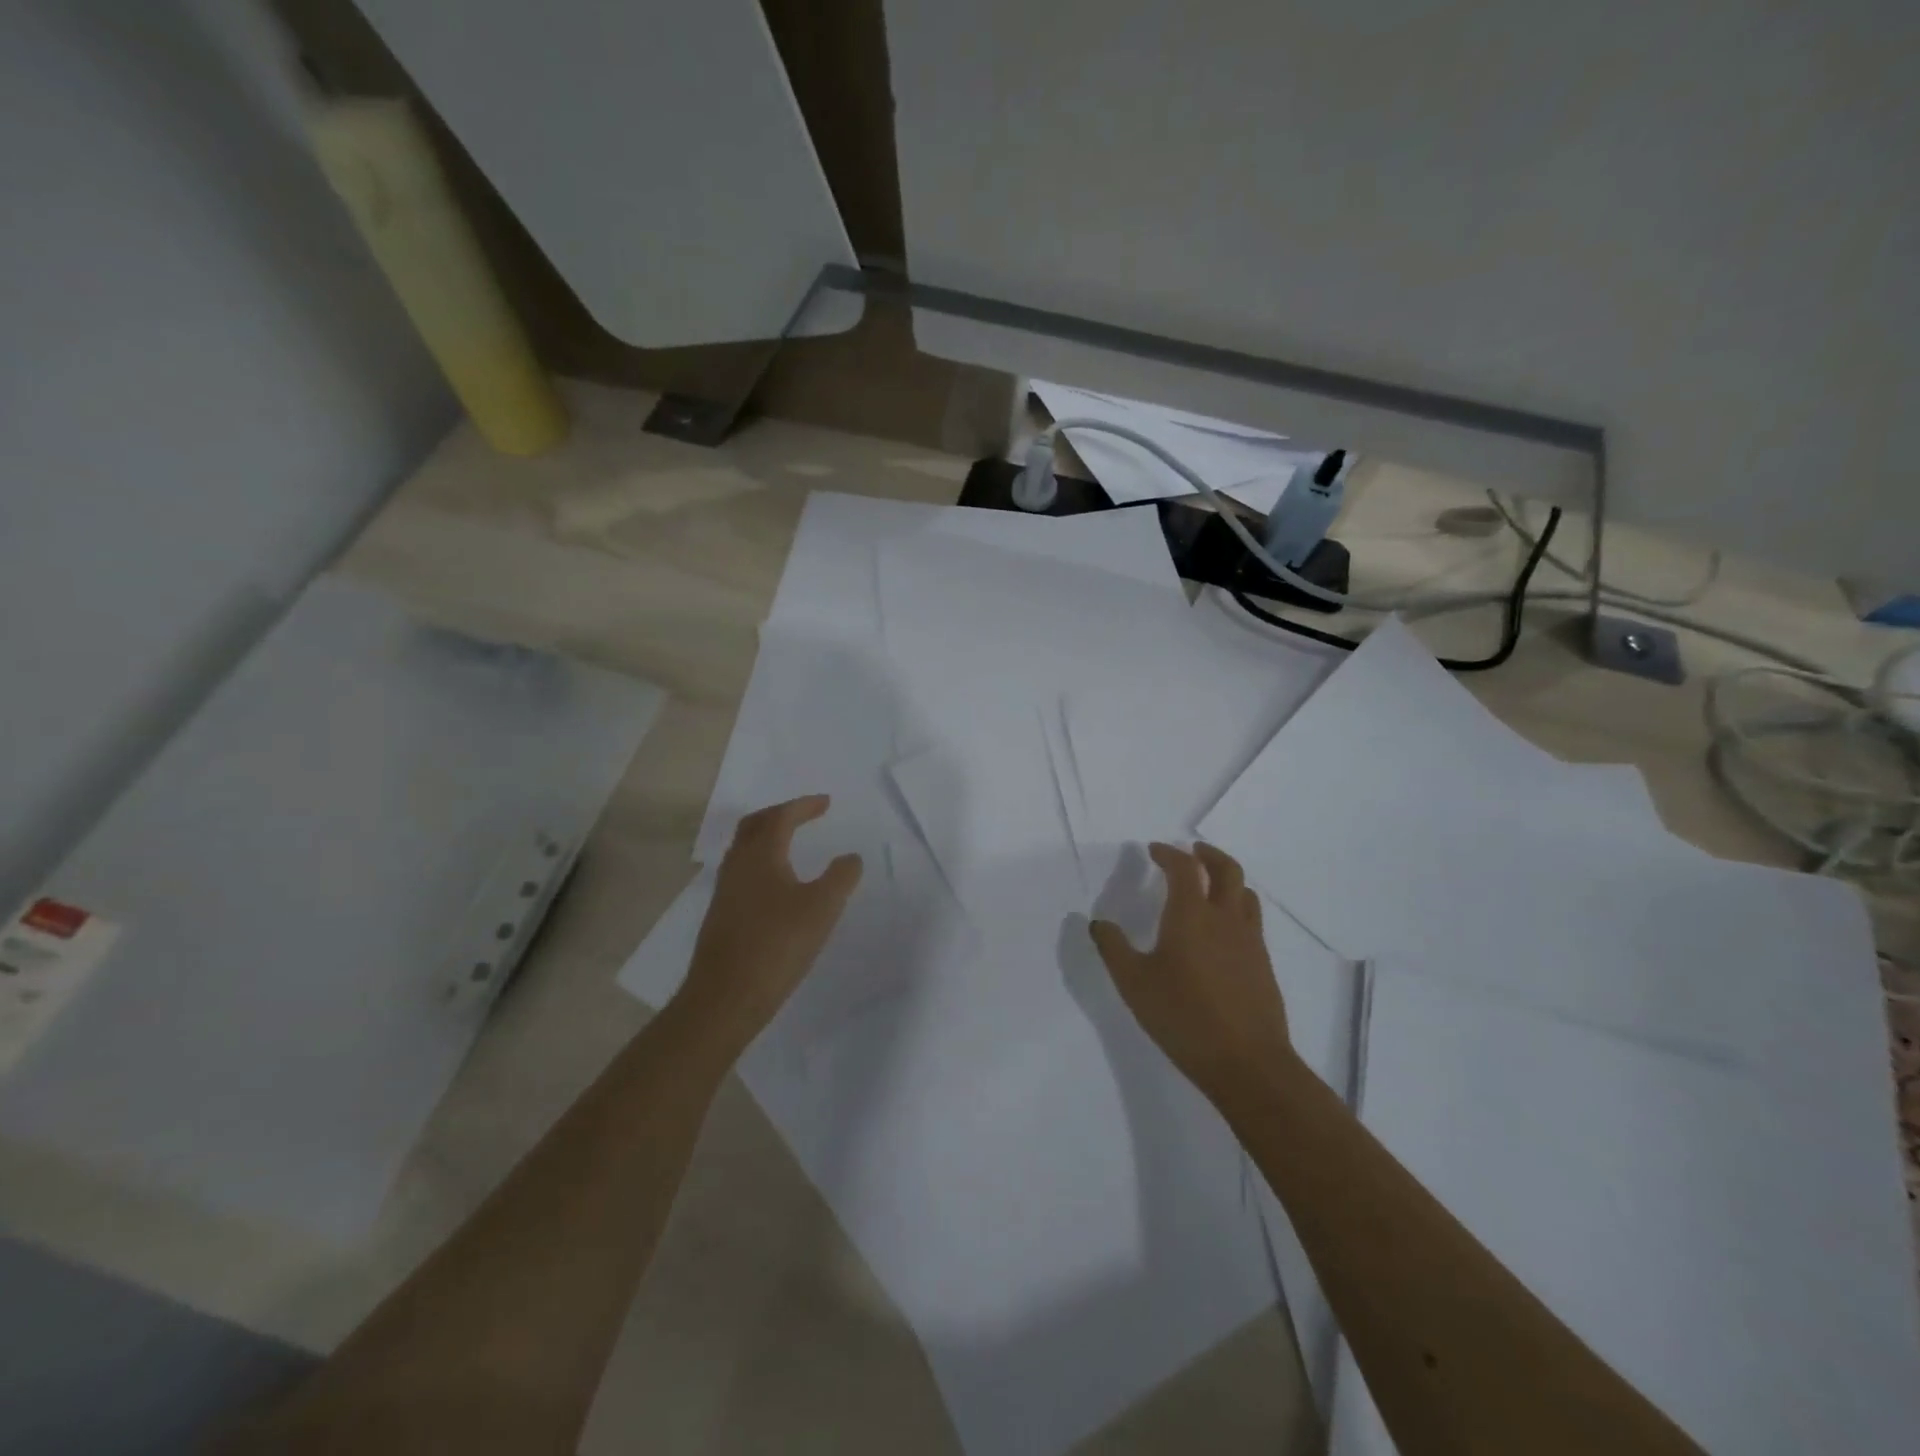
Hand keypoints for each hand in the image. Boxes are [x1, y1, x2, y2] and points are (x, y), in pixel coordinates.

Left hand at [674, 795, 862, 1053]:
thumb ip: (841, 877)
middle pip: (755, 825)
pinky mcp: (722, 914)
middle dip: (781, 813)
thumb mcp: (822, 908)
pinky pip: (742, 871)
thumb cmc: (777, 945)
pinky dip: (761, 861)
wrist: (725, 997)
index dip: (804, 806)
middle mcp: (738, 864)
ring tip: (791, 842)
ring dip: (767, 836)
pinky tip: (775, 884)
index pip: (782, 817)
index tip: (826, 803)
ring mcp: (725, 890)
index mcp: (761, 854)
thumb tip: (851, 857)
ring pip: (744, 848)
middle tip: (804, 813)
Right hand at [1089, 842, 1290, 1107]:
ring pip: (1245, 893)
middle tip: (1192, 851)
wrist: (1247, 1062)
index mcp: (1191, 915)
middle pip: (1227, 869)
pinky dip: (1237, 907)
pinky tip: (1222, 930)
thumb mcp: (1134, 983)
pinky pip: (1252, 920)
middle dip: (1208, 854)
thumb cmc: (1183, 1017)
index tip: (1154, 850)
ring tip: (1210, 886)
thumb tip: (1097, 923)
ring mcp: (1249, 941)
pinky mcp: (1263, 963)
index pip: (1184, 868)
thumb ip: (1113, 948)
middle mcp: (1225, 918)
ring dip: (1227, 879)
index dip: (1168, 853)